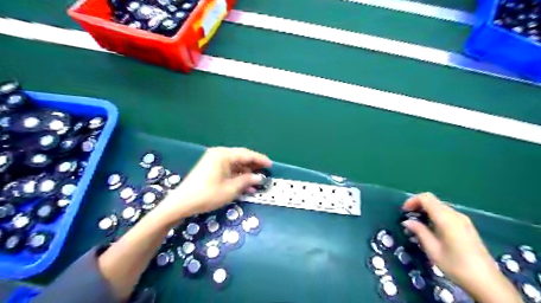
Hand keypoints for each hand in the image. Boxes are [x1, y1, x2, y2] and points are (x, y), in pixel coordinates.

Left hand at [154, 149, 272, 223]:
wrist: (182, 203)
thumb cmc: (207, 195)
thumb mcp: (231, 189)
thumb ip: (247, 181)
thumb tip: (259, 177)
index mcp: (223, 155)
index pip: (247, 154)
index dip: (260, 160)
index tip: (270, 165)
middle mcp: (219, 154)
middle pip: (241, 157)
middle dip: (253, 166)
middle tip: (265, 173)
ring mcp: (213, 161)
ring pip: (235, 164)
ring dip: (246, 173)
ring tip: (257, 182)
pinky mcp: (210, 168)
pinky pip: (228, 169)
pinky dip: (237, 176)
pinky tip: (245, 185)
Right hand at [404, 193, 521, 300]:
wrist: (487, 282)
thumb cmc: (456, 265)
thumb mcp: (433, 250)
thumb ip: (419, 231)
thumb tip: (407, 221)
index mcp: (446, 218)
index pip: (426, 198)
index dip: (412, 201)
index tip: (404, 212)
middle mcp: (455, 215)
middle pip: (433, 201)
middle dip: (418, 206)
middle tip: (409, 219)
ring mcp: (463, 220)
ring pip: (439, 207)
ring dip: (426, 211)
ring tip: (418, 225)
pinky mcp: (467, 226)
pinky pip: (447, 214)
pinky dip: (435, 216)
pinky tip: (432, 230)